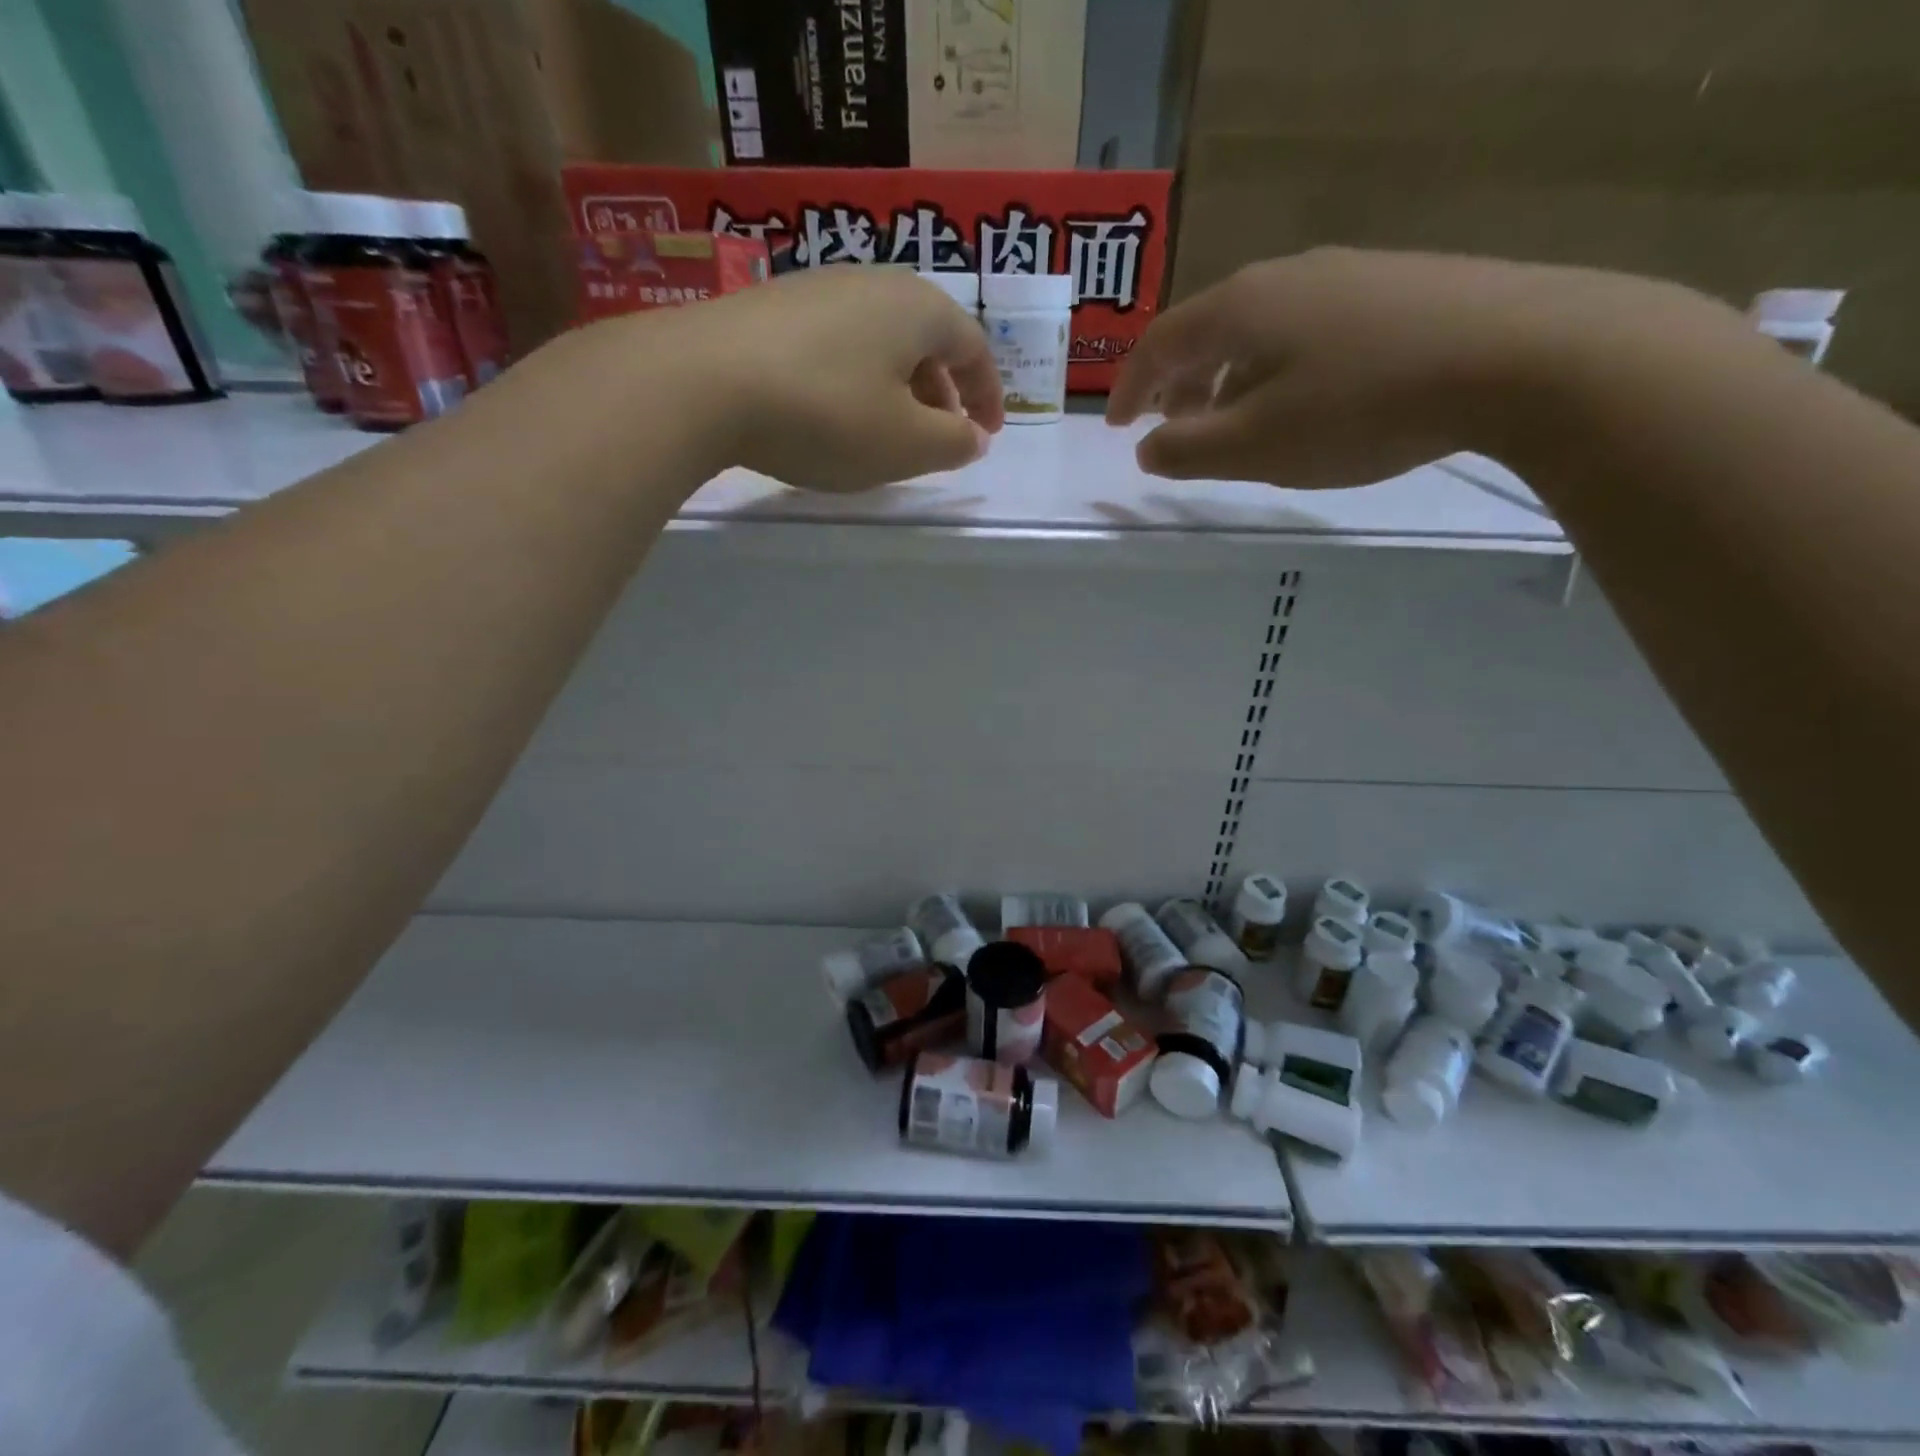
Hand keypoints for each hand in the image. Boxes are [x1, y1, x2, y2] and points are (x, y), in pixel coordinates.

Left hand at [655, 266, 1004, 491]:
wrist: (702, 382)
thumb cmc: (826, 414)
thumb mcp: (905, 444)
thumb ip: (953, 444)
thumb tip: (973, 437)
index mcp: (917, 309)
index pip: (973, 347)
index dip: (988, 395)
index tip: (988, 433)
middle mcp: (872, 283)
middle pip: (926, 338)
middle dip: (942, 392)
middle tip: (941, 437)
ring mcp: (817, 288)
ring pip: (880, 341)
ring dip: (898, 387)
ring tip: (888, 431)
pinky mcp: (772, 307)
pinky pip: (838, 345)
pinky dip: (855, 380)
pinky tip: (834, 413)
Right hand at [1108, 248, 1723, 487]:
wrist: (1520, 354)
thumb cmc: (1361, 407)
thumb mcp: (1256, 445)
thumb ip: (1186, 449)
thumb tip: (1145, 446)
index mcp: (1238, 308)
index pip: (1158, 344)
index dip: (1128, 390)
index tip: (1116, 430)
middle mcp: (1283, 277)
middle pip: (1206, 330)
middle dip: (1176, 385)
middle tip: (1169, 430)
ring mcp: (1342, 275)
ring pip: (1257, 330)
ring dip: (1226, 379)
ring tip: (1230, 424)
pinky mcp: (1391, 287)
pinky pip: (1303, 330)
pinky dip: (1275, 368)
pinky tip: (1299, 401)